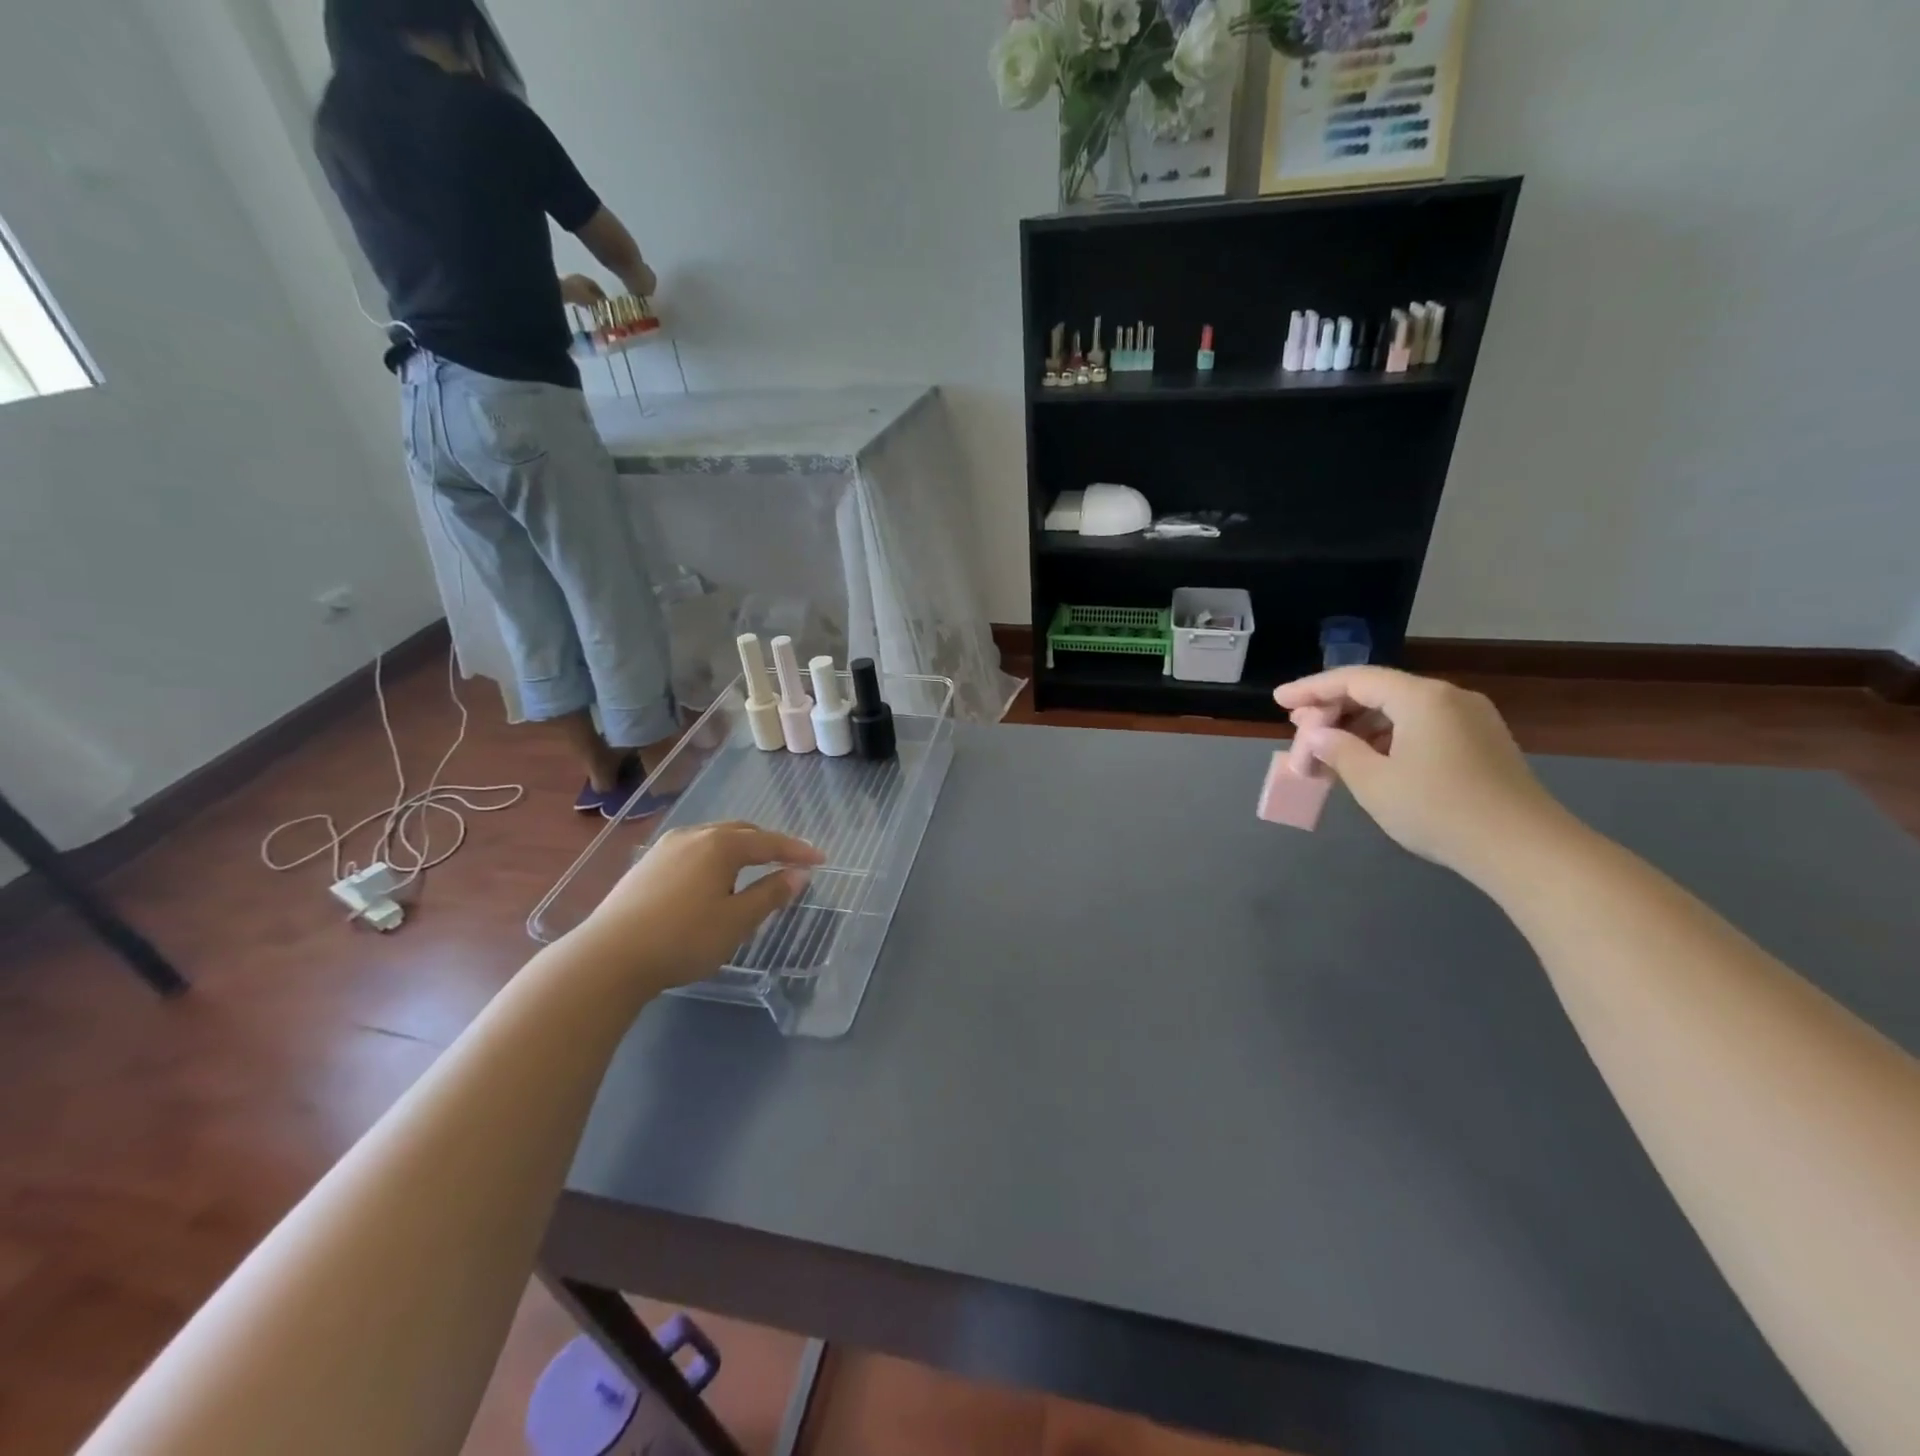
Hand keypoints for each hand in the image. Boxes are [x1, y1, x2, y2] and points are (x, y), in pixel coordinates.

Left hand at [559, 274, 607, 309]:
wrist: (557, 290)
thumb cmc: (577, 294)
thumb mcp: (590, 299)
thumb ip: (597, 301)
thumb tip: (603, 303)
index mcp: (587, 279)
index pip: (597, 287)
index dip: (602, 295)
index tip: (606, 303)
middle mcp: (579, 278)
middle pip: (589, 288)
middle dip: (594, 296)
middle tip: (598, 305)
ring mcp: (571, 281)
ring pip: (582, 290)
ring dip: (586, 298)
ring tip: (590, 306)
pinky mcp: (564, 286)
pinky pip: (575, 293)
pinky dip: (580, 298)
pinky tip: (581, 305)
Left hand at [578, 822, 823, 989]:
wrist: (608, 958)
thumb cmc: (683, 939)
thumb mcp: (736, 921)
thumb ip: (770, 894)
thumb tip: (798, 875)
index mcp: (721, 845)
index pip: (769, 842)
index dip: (797, 851)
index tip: (821, 860)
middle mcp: (694, 835)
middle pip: (741, 833)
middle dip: (768, 845)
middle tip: (788, 862)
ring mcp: (665, 848)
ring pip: (713, 839)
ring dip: (739, 849)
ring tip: (752, 869)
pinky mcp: (646, 865)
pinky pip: (693, 850)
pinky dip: (714, 858)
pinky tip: (711, 879)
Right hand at [1273, 667, 1566, 881]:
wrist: (1524, 849)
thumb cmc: (1439, 810)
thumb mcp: (1374, 782)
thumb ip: (1338, 750)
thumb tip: (1318, 735)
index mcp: (1421, 698)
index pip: (1355, 679)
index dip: (1311, 689)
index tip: (1278, 701)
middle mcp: (1448, 698)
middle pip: (1378, 691)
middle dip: (1334, 709)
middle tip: (1300, 730)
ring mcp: (1471, 720)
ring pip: (1400, 711)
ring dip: (1359, 728)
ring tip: (1328, 752)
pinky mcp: (1482, 744)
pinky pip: (1421, 727)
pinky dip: (1387, 738)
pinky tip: (1369, 762)